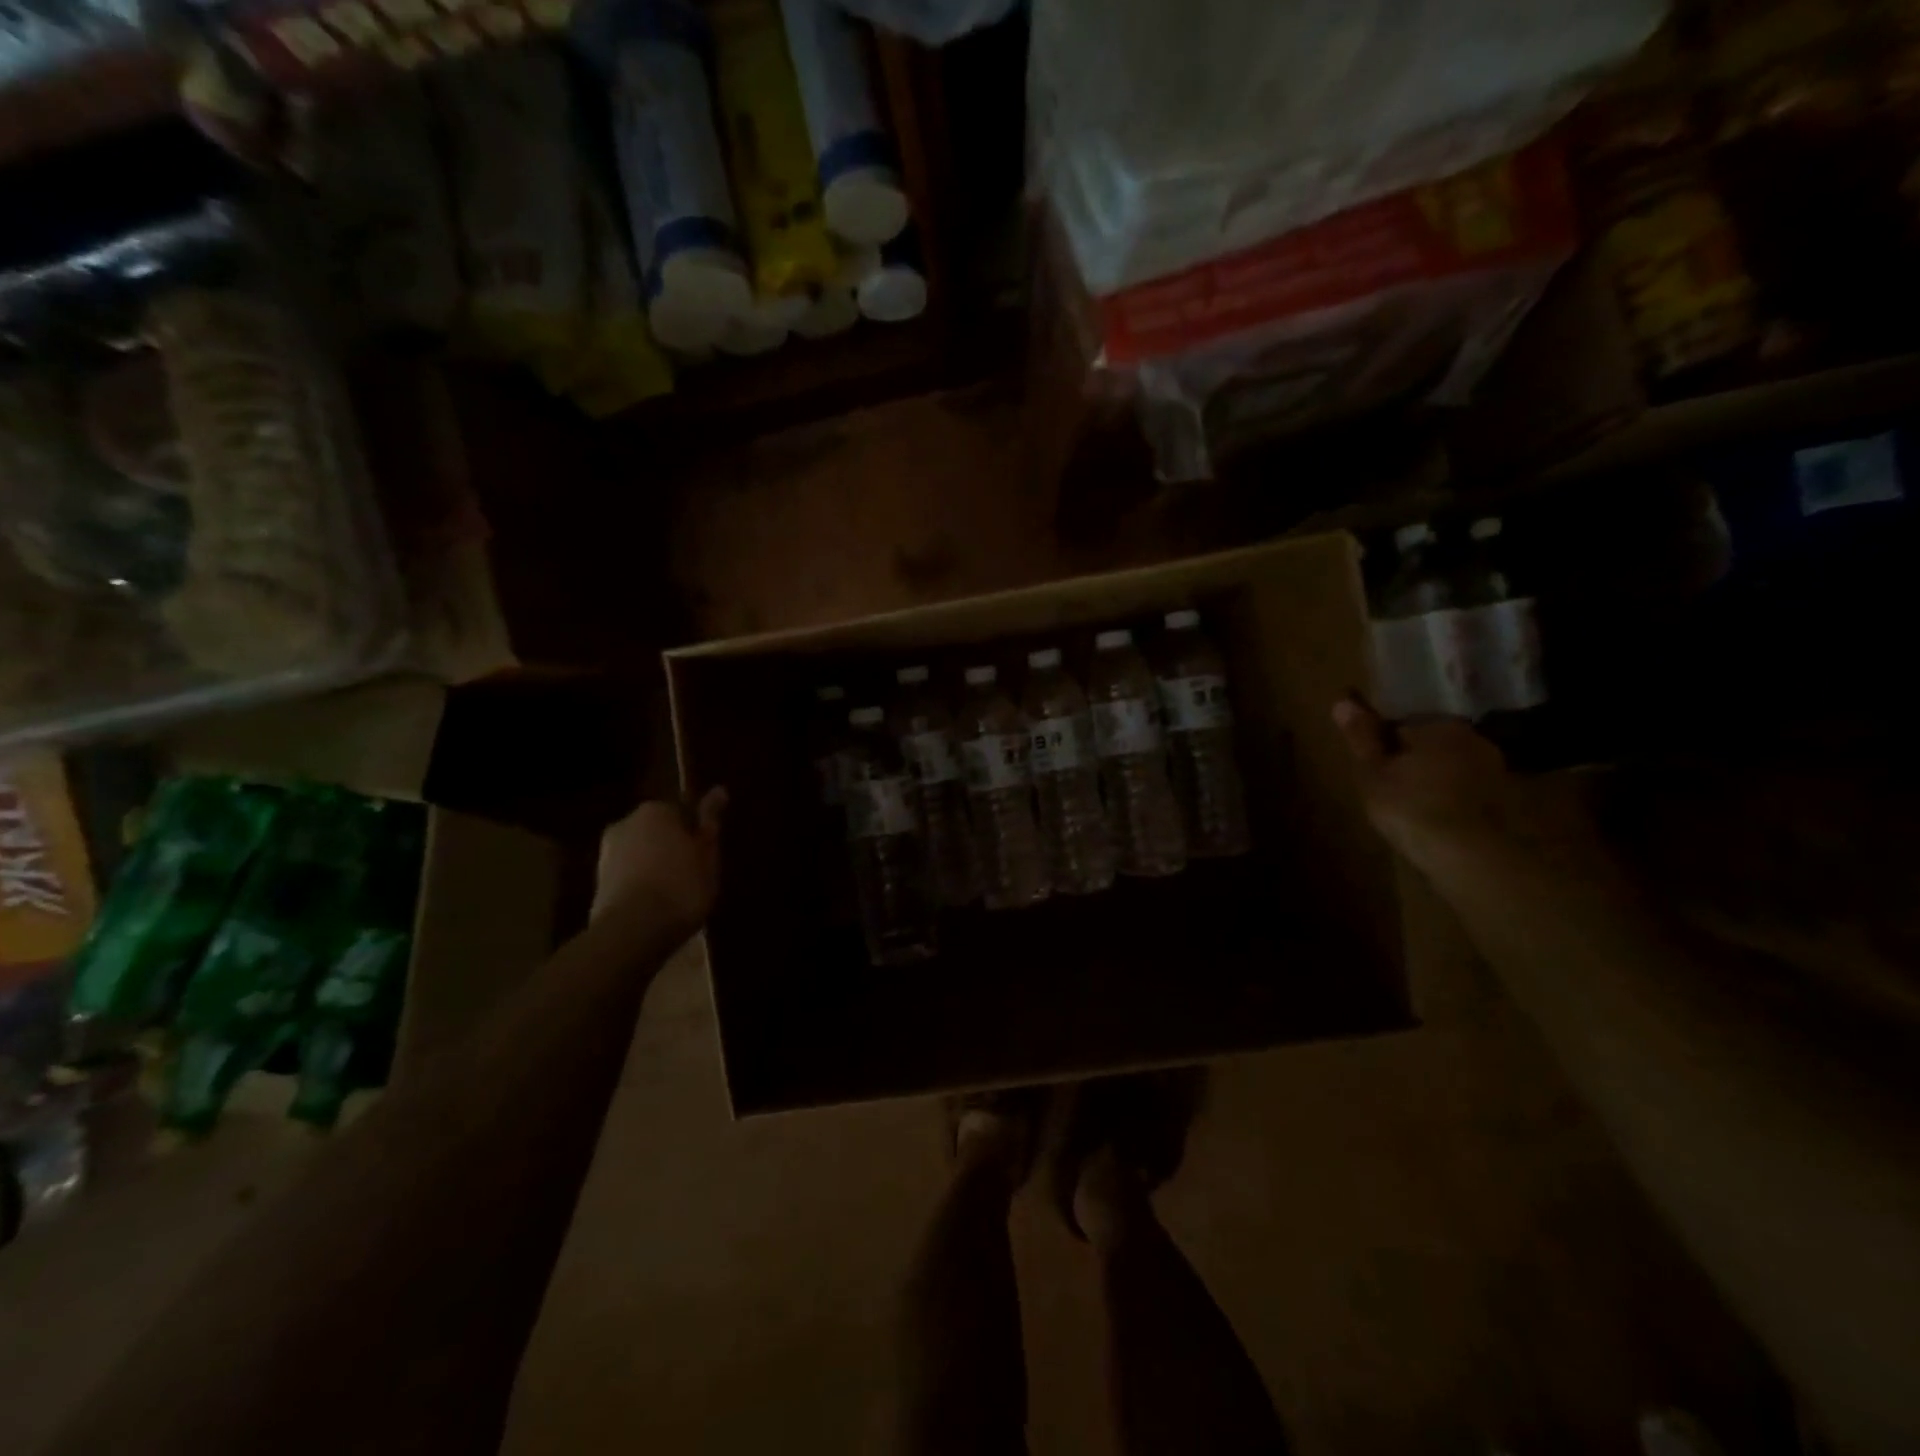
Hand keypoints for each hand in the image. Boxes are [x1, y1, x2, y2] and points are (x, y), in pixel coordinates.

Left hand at [592, 788, 726, 932]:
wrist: (632, 931)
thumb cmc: (681, 885)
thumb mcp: (707, 854)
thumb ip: (710, 821)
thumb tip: (719, 790)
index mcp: (655, 810)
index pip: (683, 811)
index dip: (697, 833)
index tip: (708, 853)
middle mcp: (626, 823)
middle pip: (658, 831)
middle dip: (673, 847)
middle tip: (695, 873)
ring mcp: (606, 853)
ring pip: (642, 854)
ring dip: (657, 866)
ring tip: (677, 892)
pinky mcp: (597, 883)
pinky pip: (629, 876)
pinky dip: (643, 884)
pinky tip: (657, 904)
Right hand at [1331, 697, 1600, 880]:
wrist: (1472, 857)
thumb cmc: (1412, 808)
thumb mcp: (1373, 773)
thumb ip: (1361, 737)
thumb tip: (1342, 701)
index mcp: (1439, 725)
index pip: (1403, 721)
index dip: (1383, 741)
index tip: (1372, 762)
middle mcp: (1473, 739)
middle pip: (1431, 741)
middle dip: (1412, 756)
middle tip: (1389, 782)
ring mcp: (1494, 770)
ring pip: (1452, 765)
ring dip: (1435, 777)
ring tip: (1412, 802)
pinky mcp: (1506, 800)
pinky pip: (1468, 789)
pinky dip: (1453, 797)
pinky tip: (1438, 816)